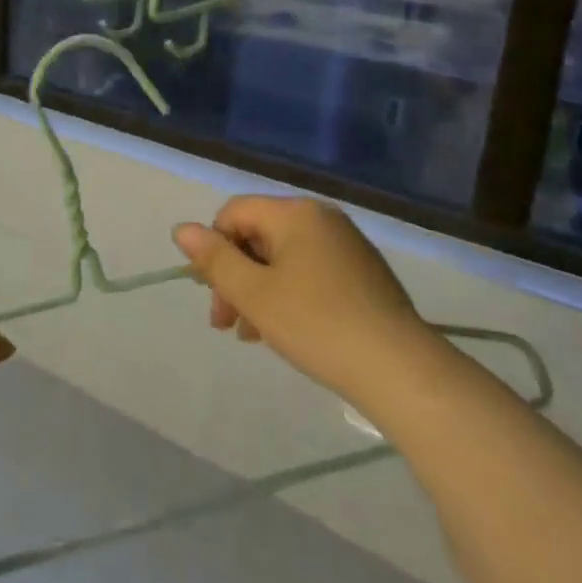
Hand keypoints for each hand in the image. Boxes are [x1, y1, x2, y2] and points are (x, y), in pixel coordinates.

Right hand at [172, 196, 426, 400]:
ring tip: (252, 335)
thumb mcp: (254, 294)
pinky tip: (285, 331)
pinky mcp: (363, 273)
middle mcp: (322, 218)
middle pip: (258, 236)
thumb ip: (215, 259)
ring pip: (283, 258)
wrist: (399, 369)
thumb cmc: (316, 324)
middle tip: (227, 324)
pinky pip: (310, 272)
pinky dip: (289, 295)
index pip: (234, 213)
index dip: (214, 250)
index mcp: (295, 213)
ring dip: (259, 291)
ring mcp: (347, 245)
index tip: (213, 296)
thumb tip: (182, 229)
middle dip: (236, 277)